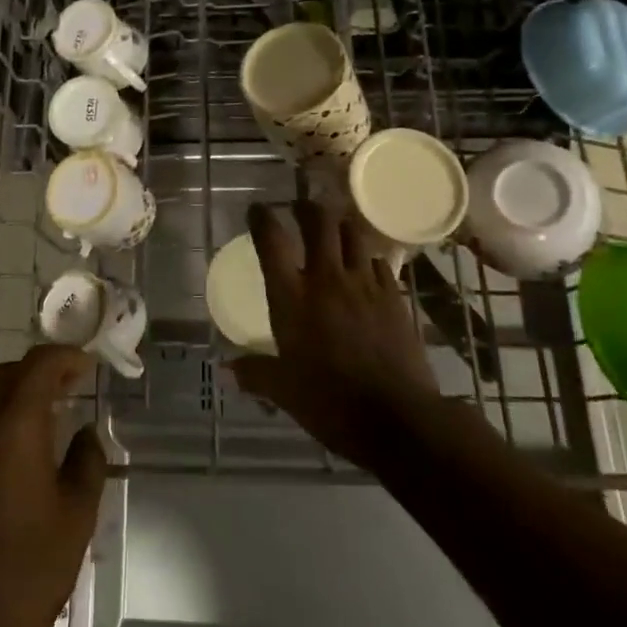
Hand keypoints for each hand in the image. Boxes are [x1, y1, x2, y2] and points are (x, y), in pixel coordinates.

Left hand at [0, 345, 106, 626]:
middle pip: (6, 376)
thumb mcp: (77, 516)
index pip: (38, 367)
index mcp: (12, 430)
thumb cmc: (29, 572)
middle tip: (74, 384)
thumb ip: (87, 462)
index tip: (90, 365)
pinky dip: (2, 422)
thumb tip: (85, 434)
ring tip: (53, 416)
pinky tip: (23, 455)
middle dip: (41, 371)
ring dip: (19, 396)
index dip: (66, 357)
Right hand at [230, 200, 442, 469]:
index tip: (257, 210)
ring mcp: (364, 284)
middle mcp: (326, 278)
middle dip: (306, 208)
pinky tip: (365, 269)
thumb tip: (229, 370)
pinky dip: (367, 259)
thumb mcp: (284, 391)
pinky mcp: (394, 296)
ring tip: (334, 230)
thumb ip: (256, 374)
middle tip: (299, 208)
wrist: (397, 418)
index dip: (262, 218)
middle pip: (318, 221)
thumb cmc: (330, 403)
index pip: (272, 241)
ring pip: (352, 234)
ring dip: (340, 226)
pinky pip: (379, 262)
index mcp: (291, 297)